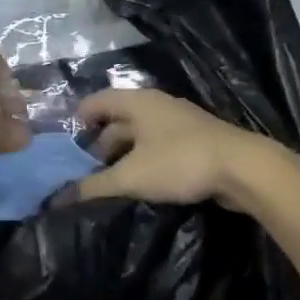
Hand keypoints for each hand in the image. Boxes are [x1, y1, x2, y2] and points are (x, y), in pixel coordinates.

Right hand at [68, 89, 284, 207]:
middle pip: (117, 120)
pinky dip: (144, 161)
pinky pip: (158, 147)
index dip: (77, 120)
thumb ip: (93, 186)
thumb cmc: (179, 162)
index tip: (64, 147)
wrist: (242, 167)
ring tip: (108, 183)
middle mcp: (156, 105)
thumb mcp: (131, 176)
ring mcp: (178, 122)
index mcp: (137, 102)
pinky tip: (140, 184)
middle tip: (83, 174)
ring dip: (122, 156)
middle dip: (98, 145)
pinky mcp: (194, 141)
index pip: (96, 101)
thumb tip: (57, 198)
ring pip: (139, 135)